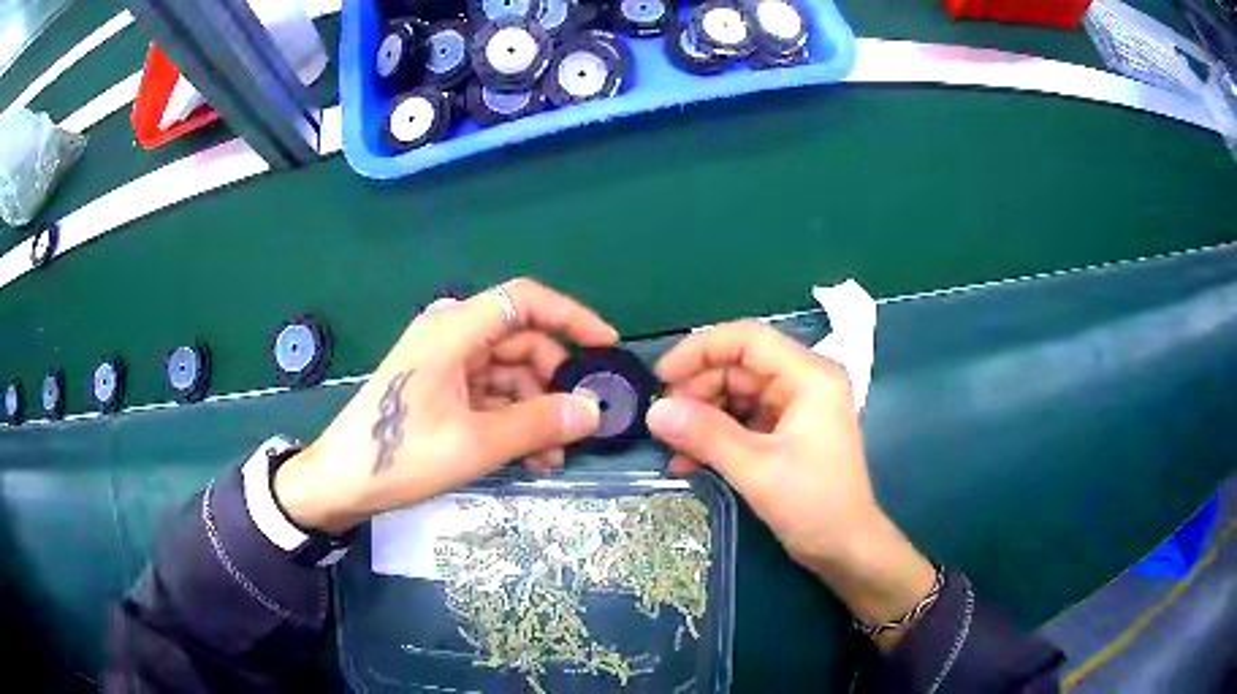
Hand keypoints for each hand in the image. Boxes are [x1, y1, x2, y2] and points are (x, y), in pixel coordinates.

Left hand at [274, 278, 617, 534]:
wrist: (340, 481)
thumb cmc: (399, 455)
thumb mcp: (473, 444)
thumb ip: (537, 424)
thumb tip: (593, 411)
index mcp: (454, 330)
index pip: (525, 300)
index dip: (571, 316)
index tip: (606, 346)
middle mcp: (451, 335)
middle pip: (521, 341)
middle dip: (554, 382)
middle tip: (580, 423)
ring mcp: (444, 362)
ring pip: (508, 373)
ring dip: (535, 409)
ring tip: (553, 456)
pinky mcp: (440, 387)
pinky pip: (489, 393)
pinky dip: (512, 418)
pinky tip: (530, 455)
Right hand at [645, 320, 935, 647]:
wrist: (846, 549)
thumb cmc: (814, 505)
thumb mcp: (757, 469)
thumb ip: (706, 435)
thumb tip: (654, 411)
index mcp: (809, 376)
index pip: (747, 339)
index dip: (699, 350)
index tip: (661, 377)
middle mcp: (803, 382)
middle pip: (738, 367)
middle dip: (697, 392)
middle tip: (663, 423)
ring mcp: (795, 408)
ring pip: (736, 395)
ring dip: (702, 418)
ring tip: (671, 448)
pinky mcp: (787, 432)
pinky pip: (742, 421)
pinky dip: (716, 437)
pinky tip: (688, 462)